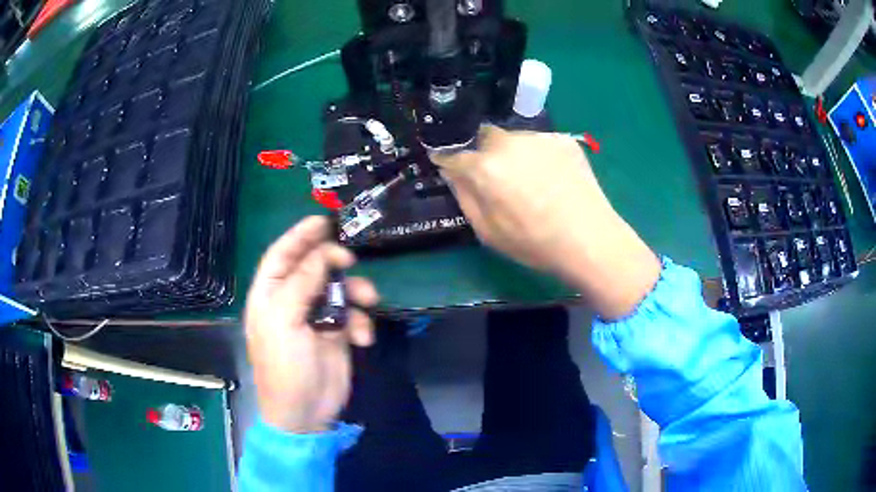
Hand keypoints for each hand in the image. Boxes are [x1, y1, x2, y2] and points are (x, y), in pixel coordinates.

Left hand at [244, 216, 379, 432]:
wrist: (305, 412)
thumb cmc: (284, 366)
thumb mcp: (285, 320)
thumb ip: (303, 282)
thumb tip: (324, 253)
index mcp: (270, 295)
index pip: (281, 255)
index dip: (299, 236)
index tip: (322, 221)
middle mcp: (291, 301)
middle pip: (312, 267)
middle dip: (332, 261)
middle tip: (349, 259)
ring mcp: (315, 317)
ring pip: (338, 289)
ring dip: (356, 292)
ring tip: (368, 299)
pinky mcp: (336, 334)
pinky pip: (353, 316)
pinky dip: (361, 322)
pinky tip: (362, 338)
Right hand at [432, 126, 660, 319]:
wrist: (590, 239)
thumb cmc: (534, 243)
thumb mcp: (488, 232)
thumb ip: (465, 196)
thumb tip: (453, 172)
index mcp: (485, 167)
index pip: (452, 154)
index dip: (447, 160)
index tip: (446, 163)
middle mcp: (508, 142)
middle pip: (483, 137)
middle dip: (482, 153)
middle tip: (496, 177)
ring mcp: (538, 137)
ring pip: (513, 139)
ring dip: (511, 153)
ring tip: (530, 180)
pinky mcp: (562, 139)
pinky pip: (539, 143)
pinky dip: (537, 155)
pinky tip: (551, 177)